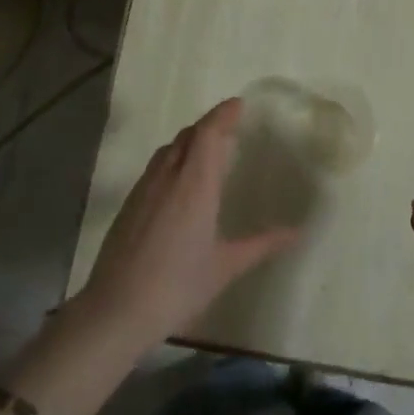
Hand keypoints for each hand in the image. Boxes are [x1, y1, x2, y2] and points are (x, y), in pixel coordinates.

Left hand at [80, 98, 299, 350]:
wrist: (116, 310)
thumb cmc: (178, 286)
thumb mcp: (226, 266)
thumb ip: (262, 244)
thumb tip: (297, 232)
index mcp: (194, 185)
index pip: (208, 134)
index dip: (223, 114)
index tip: (239, 104)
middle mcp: (167, 178)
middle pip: (187, 136)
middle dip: (209, 125)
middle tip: (230, 128)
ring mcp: (144, 190)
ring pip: (167, 150)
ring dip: (189, 141)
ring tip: (207, 151)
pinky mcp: (128, 205)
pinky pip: (155, 167)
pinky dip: (172, 160)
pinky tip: (180, 184)